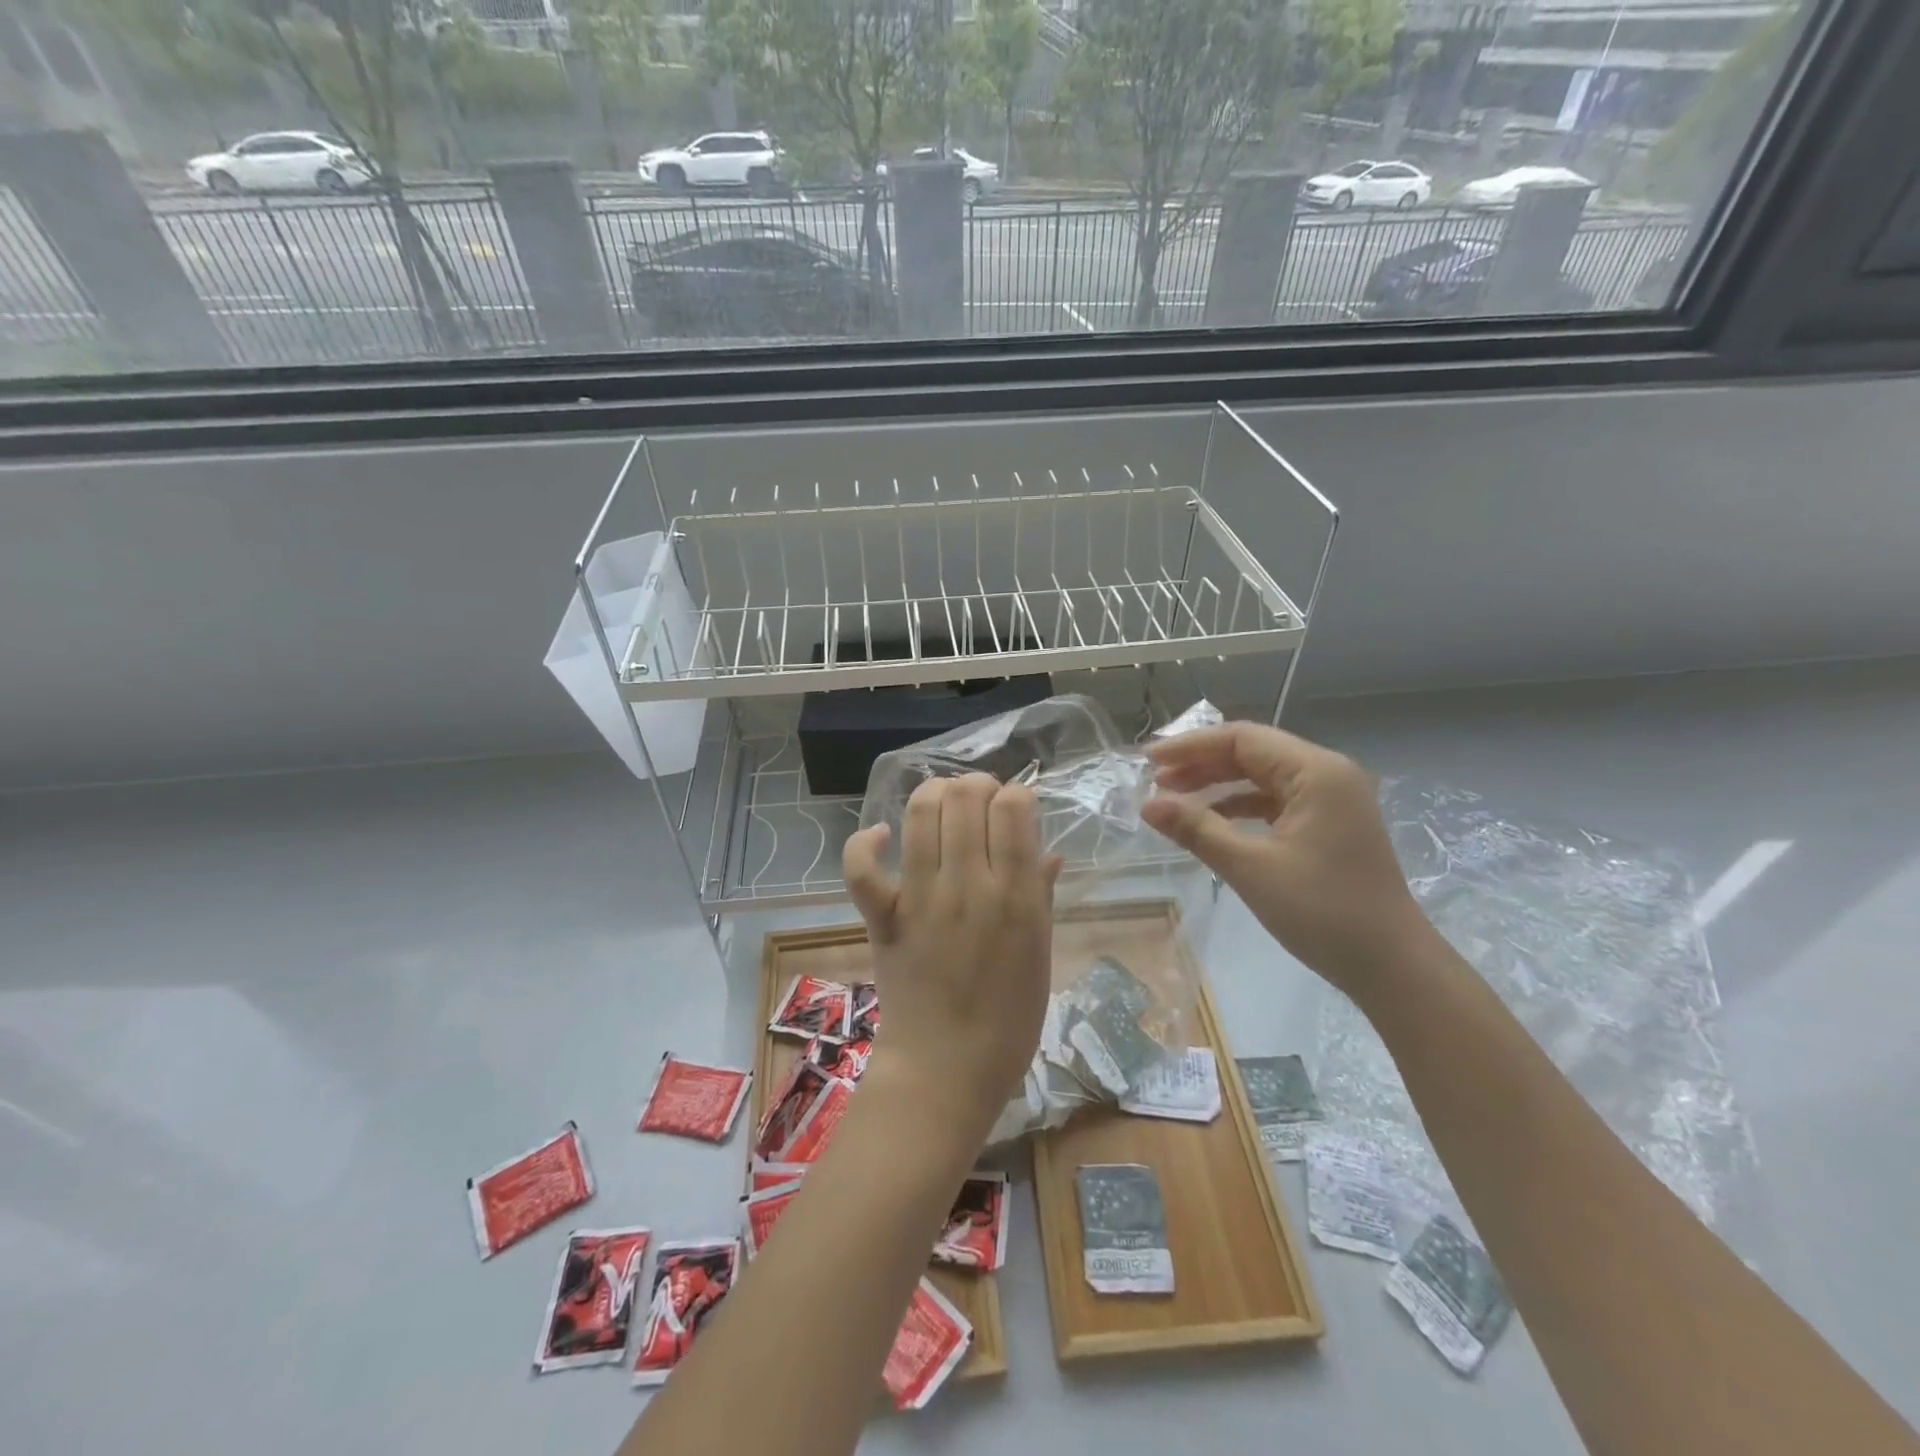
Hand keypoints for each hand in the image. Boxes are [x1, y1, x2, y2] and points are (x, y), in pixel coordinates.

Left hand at [842, 774, 1061, 1144]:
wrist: (946, 1071)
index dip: (1015, 795)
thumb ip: (1043, 896)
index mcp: (1018, 897)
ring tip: (943, 806)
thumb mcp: (1041, 956)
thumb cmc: (1008, 1021)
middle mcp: (971, 886)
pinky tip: (885, 836)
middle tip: (981, 805)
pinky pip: (862, 867)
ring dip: (933, 794)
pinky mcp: (884, 917)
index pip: (1014, 807)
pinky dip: (868, 842)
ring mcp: (922, 899)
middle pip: (966, 797)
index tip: (1015, 812)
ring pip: (922, 813)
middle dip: (976, 786)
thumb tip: (1049, 852)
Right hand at [1141, 722, 1427, 995]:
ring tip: (1173, 801)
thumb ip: (1196, 829)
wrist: (1391, 966)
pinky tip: (1210, 822)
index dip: (1191, 746)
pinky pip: (1275, 801)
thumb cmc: (1322, 911)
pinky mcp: (1329, 825)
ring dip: (1217, 785)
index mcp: (1316, 771)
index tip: (1148, 760)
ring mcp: (1332, 800)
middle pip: (1252, 752)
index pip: (1242, 738)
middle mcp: (1327, 774)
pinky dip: (1239, 807)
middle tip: (1154, 781)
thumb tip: (1146, 805)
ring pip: (1262, 777)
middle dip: (1201, 764)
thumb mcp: (1251, 867)